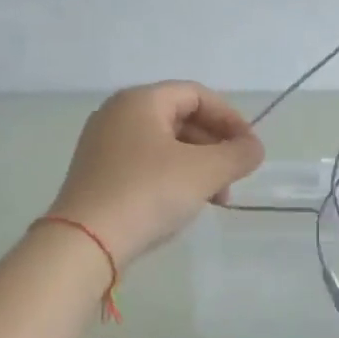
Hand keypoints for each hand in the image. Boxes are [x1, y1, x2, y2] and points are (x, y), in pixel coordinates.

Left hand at [46, 82, 264, 265]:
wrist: (85, 243)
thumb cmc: (148, 193)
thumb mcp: (204, 172)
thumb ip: (238, 155)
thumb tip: (254, 148)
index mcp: (140, 100)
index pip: (197, 94)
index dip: (230, 118)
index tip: (250, 149)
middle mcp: (117, 114)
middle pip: (181, 118)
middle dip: (215, 147)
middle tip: (234, 179)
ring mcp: (103, 145)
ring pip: (165, 145)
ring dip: (198, 167)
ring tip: (215, 199)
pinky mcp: (98, 174)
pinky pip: (146, 165)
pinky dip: (173, 178)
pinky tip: (184, 205)